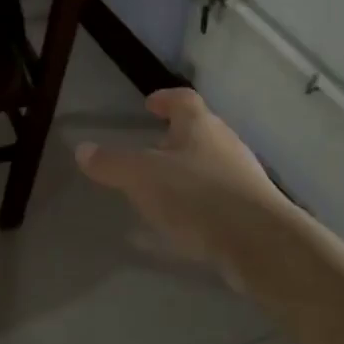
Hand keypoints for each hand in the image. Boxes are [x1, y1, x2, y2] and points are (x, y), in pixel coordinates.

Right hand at [76, 89, 283, 289]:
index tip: (150, 105)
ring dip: (189, 171)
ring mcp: (245, 177)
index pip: (183, 99)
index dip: (165, 99)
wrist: (260, 244)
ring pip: (212, 164)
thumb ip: (111, 163)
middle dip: (176, 138)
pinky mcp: (254, 210)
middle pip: (201, 131)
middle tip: (152, 149)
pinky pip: (220, 197)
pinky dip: (201, 203)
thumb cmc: (197, 196)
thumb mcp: (142, 177)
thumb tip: (82, 149)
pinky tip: (184, 224)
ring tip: (164, 189)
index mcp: (200, 126)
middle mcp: (226, 144)